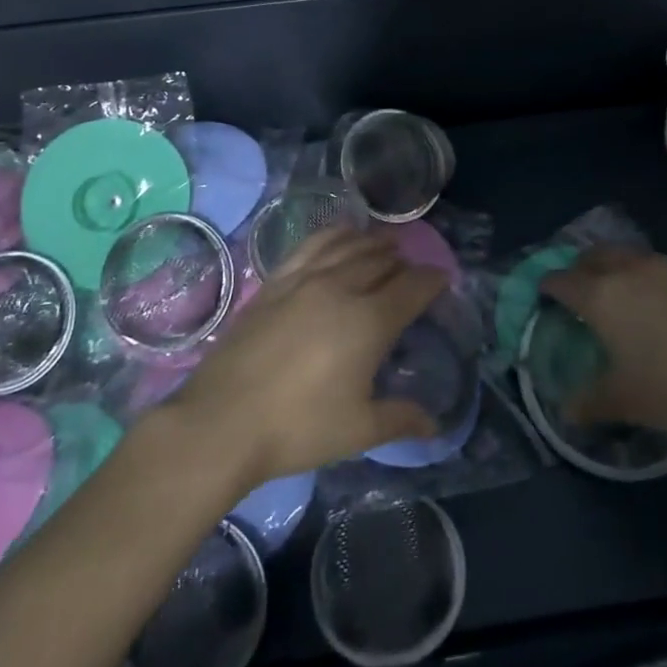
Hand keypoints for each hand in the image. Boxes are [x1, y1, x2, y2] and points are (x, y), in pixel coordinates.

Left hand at [166, 229, 445, 488]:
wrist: (222, 421)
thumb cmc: (298, 428)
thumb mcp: (358, 430)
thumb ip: (401, 419)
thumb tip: (435, 425)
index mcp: (369, 322)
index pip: (412, 288)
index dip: (433, 281)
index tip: (444, 279)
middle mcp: (341, 288)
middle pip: (381, 261)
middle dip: (403, 263)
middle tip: (412, 271)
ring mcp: (305, 280)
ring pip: (349, 247)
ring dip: (373, 243)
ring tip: (385, 246)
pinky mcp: (276, 281)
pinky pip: (313, 245)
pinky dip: (334, 235)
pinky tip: (340, 237)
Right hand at [541, 247, 666, 433]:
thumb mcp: (626, 401)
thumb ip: (590, 403)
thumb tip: (567, 410)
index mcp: (601, 295)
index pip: (561, 280)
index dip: (546, 287)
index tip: (542, 298)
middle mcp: (626, 272)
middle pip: (590, 257)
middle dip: (576, 269)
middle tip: (573, 291)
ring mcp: (662, 270)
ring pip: (622, 255)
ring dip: (608, 266)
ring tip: (610, 292)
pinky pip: (650, 266)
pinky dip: (638, 275)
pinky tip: (650, 302)